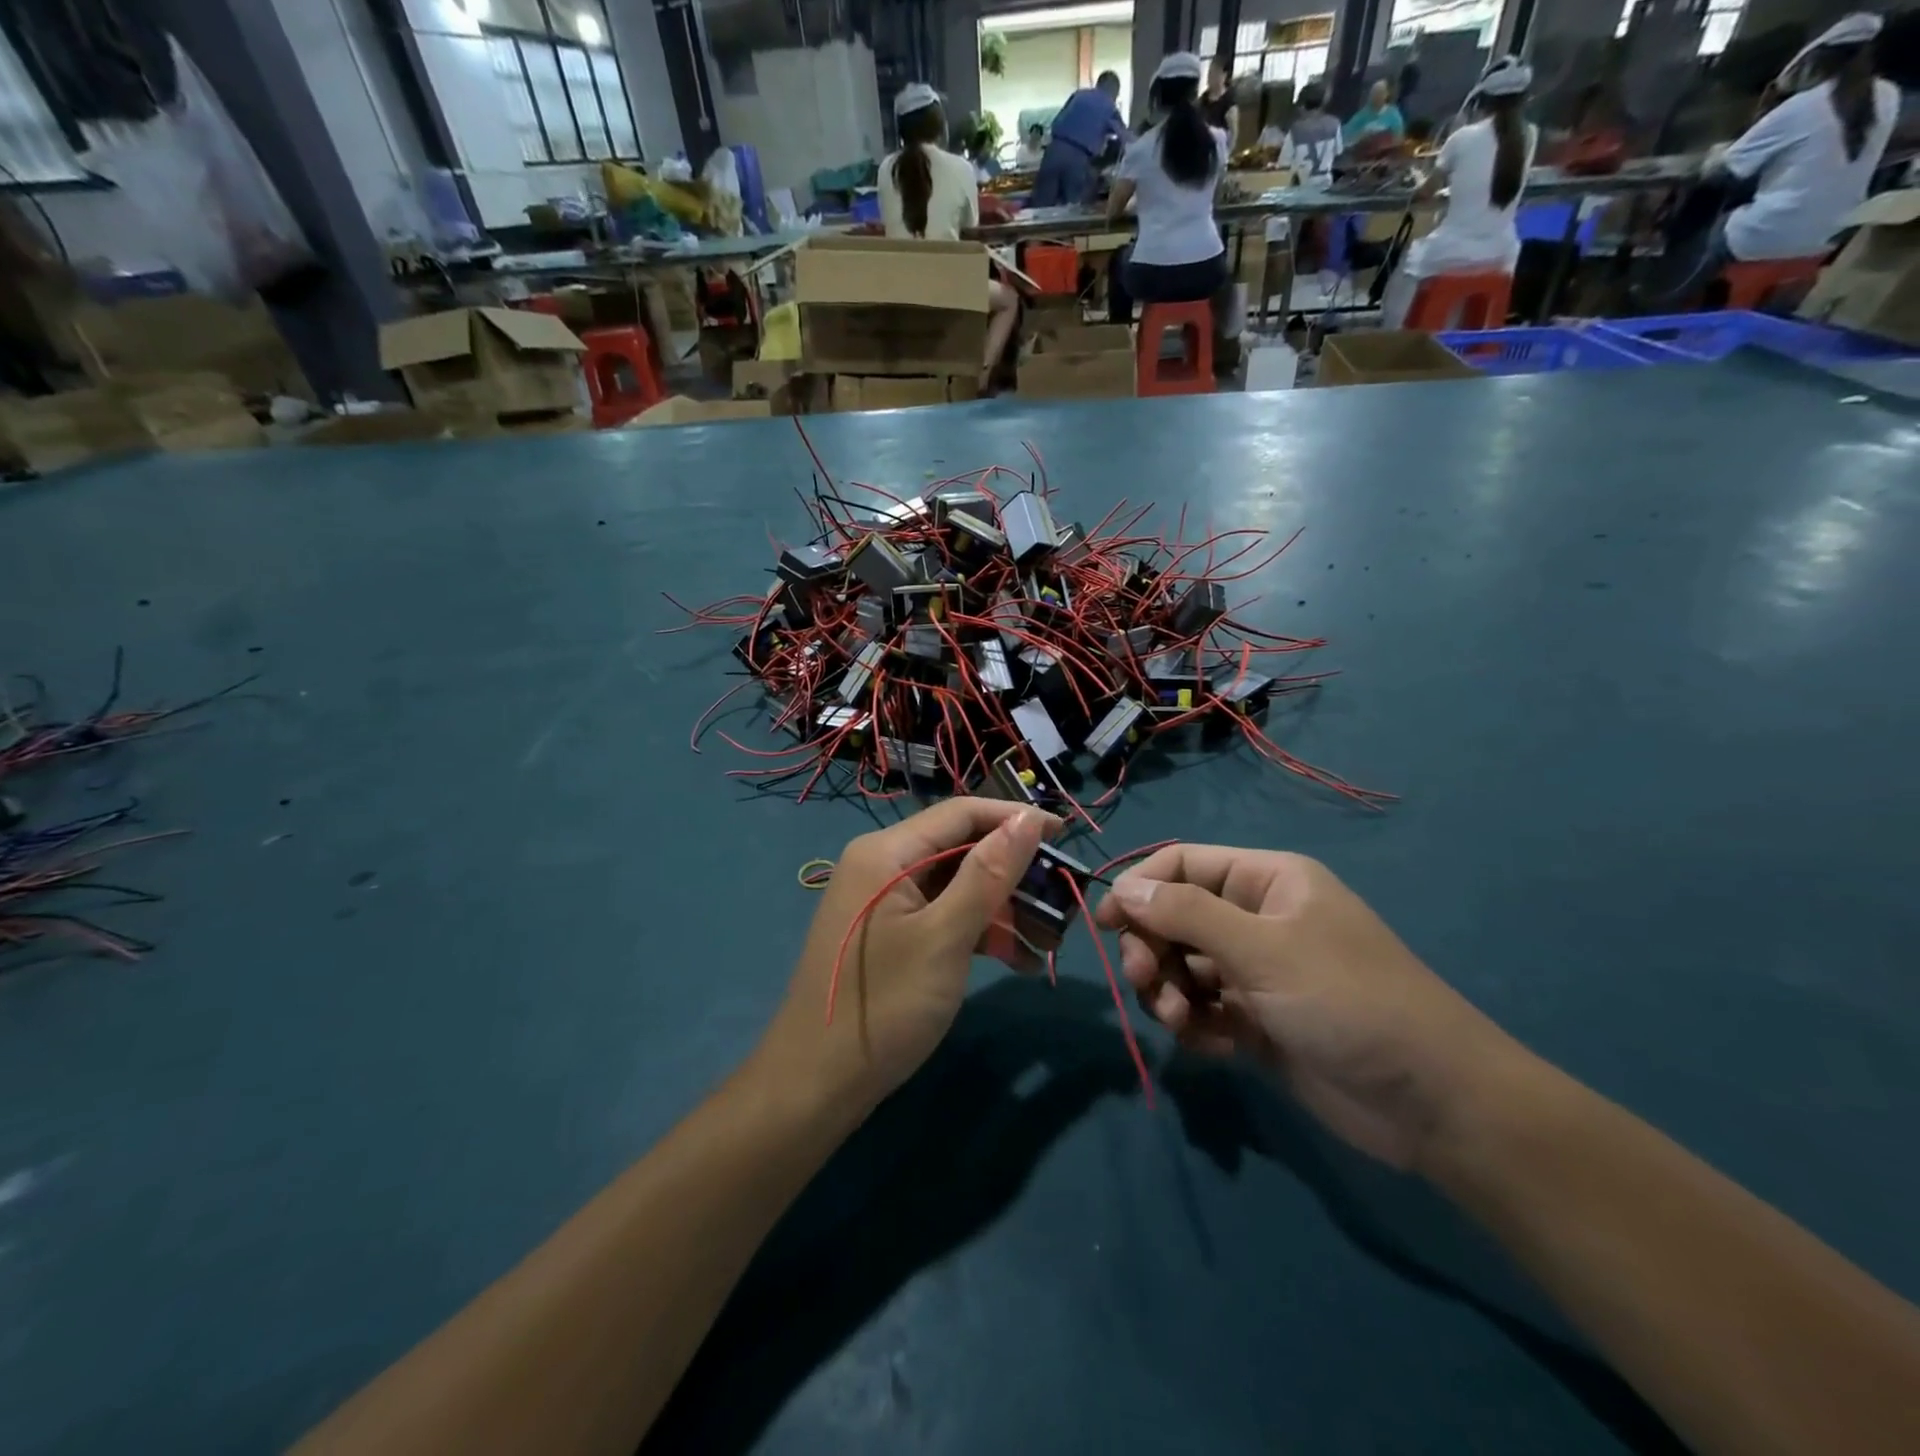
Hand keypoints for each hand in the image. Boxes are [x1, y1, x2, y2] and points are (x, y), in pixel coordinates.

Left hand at [762, 799, 1052, 1117]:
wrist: (817, 1085)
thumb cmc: (884, 1005)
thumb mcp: (944, 937)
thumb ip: (987, 874)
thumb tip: (1027, 818)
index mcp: (886, 852)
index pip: (961, 813)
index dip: (1015, 818)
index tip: (1066, 835)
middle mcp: (882, 865)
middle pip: (960, 849)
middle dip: (1013, 873)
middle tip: (1062, 898)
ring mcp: (884, 902)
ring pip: (956, 886)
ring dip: (1002, 908)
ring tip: (1048, 940)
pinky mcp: (891, 935)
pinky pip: (942, 916)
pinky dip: (977, 931)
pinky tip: (1015, 959)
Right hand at [1095, 846, 1521, 1170]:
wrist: (1431, 1104)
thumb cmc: (1347, 1001)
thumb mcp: (1262, 949)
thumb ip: (1186, 914)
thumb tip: (1123, 889)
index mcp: (1266, 882)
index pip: (1182, 864)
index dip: (1139, 888)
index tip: (1105, 924)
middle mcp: (1256, 920)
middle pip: (1173, 918)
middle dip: (1152, 950)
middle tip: (1146, 983)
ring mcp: (1255, 973)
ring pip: (1181, 967)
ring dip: (1169, 992)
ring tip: (1184, 1022)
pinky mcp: (1255, 1021)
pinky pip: (1202, 1010)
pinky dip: (1195, 1026)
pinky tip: (1213, 1046)